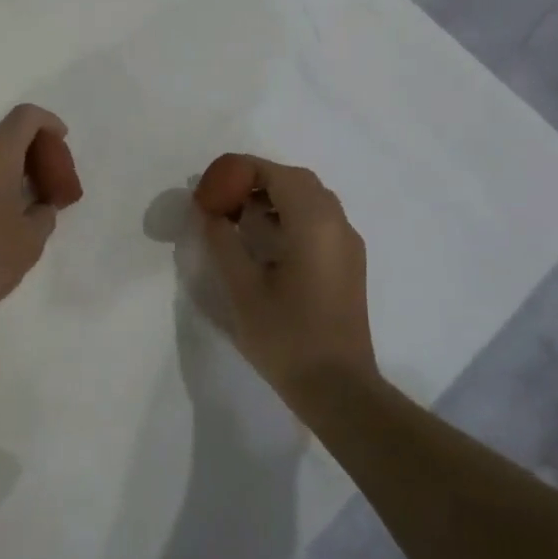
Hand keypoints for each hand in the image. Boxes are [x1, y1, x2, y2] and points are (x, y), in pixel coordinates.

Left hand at [0, 104, 72, 330]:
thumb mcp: (29, 241)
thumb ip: (43, 214)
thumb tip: (40, 205)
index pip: (27, 117)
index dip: (49, 124)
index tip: (62, 144)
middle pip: (4, 134)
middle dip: (29, 151)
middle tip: (46, 183)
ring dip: (4, 167)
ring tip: (20, 202)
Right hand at [195, 156, 375, 401]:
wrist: (339, 389)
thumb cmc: (286, 337)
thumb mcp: (242, 288)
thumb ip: (222, 241)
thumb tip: (209, 211)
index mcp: (313, 223)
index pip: (277, 174)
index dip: (242, 169)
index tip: (212, 182)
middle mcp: (337, 224)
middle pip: (297, 181)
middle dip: (258, 180)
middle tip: (224, 197)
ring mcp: (348, 244)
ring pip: (312, 199)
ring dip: (276, 197)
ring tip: (240, 218)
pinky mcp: (349, 263)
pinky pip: (321, 220)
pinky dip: (292, 214)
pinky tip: (267, 241)